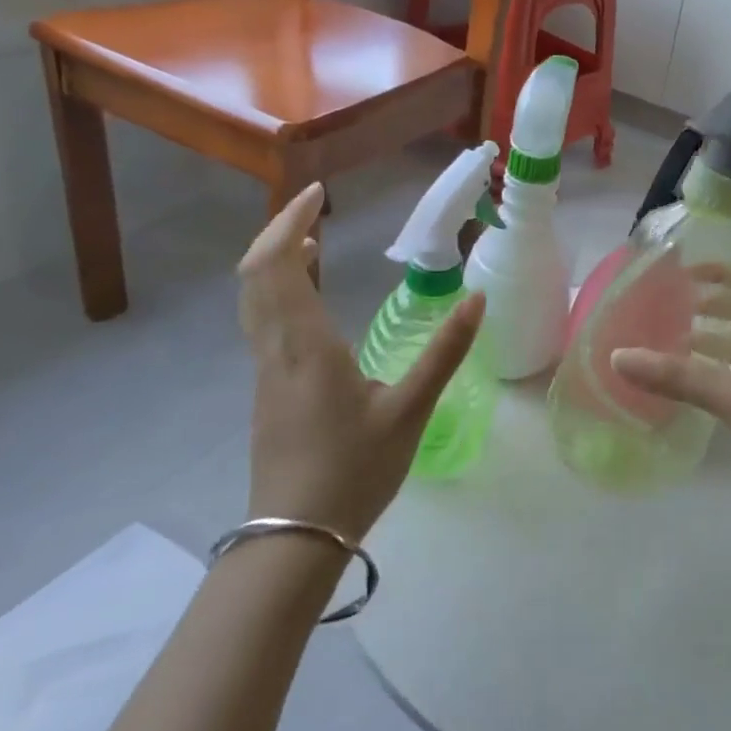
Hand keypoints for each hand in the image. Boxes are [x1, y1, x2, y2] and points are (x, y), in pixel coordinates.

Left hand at [237, 184, 483, 541]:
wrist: (296, 536)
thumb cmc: (355, 470)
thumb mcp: (411, 410)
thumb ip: (444, 352)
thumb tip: (477, 299)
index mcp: (305, 346)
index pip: (278, 266)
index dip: (289, 223)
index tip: (316, 194)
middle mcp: (275, 350)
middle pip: (254, 275)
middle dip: (278, 233)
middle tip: (313, 210)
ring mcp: (264, 372)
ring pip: (253, 300)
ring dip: (276, 262)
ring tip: (313, 244)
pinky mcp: (267, 390)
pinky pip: (262, 322)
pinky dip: (278, 292)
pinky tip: (310, 302)